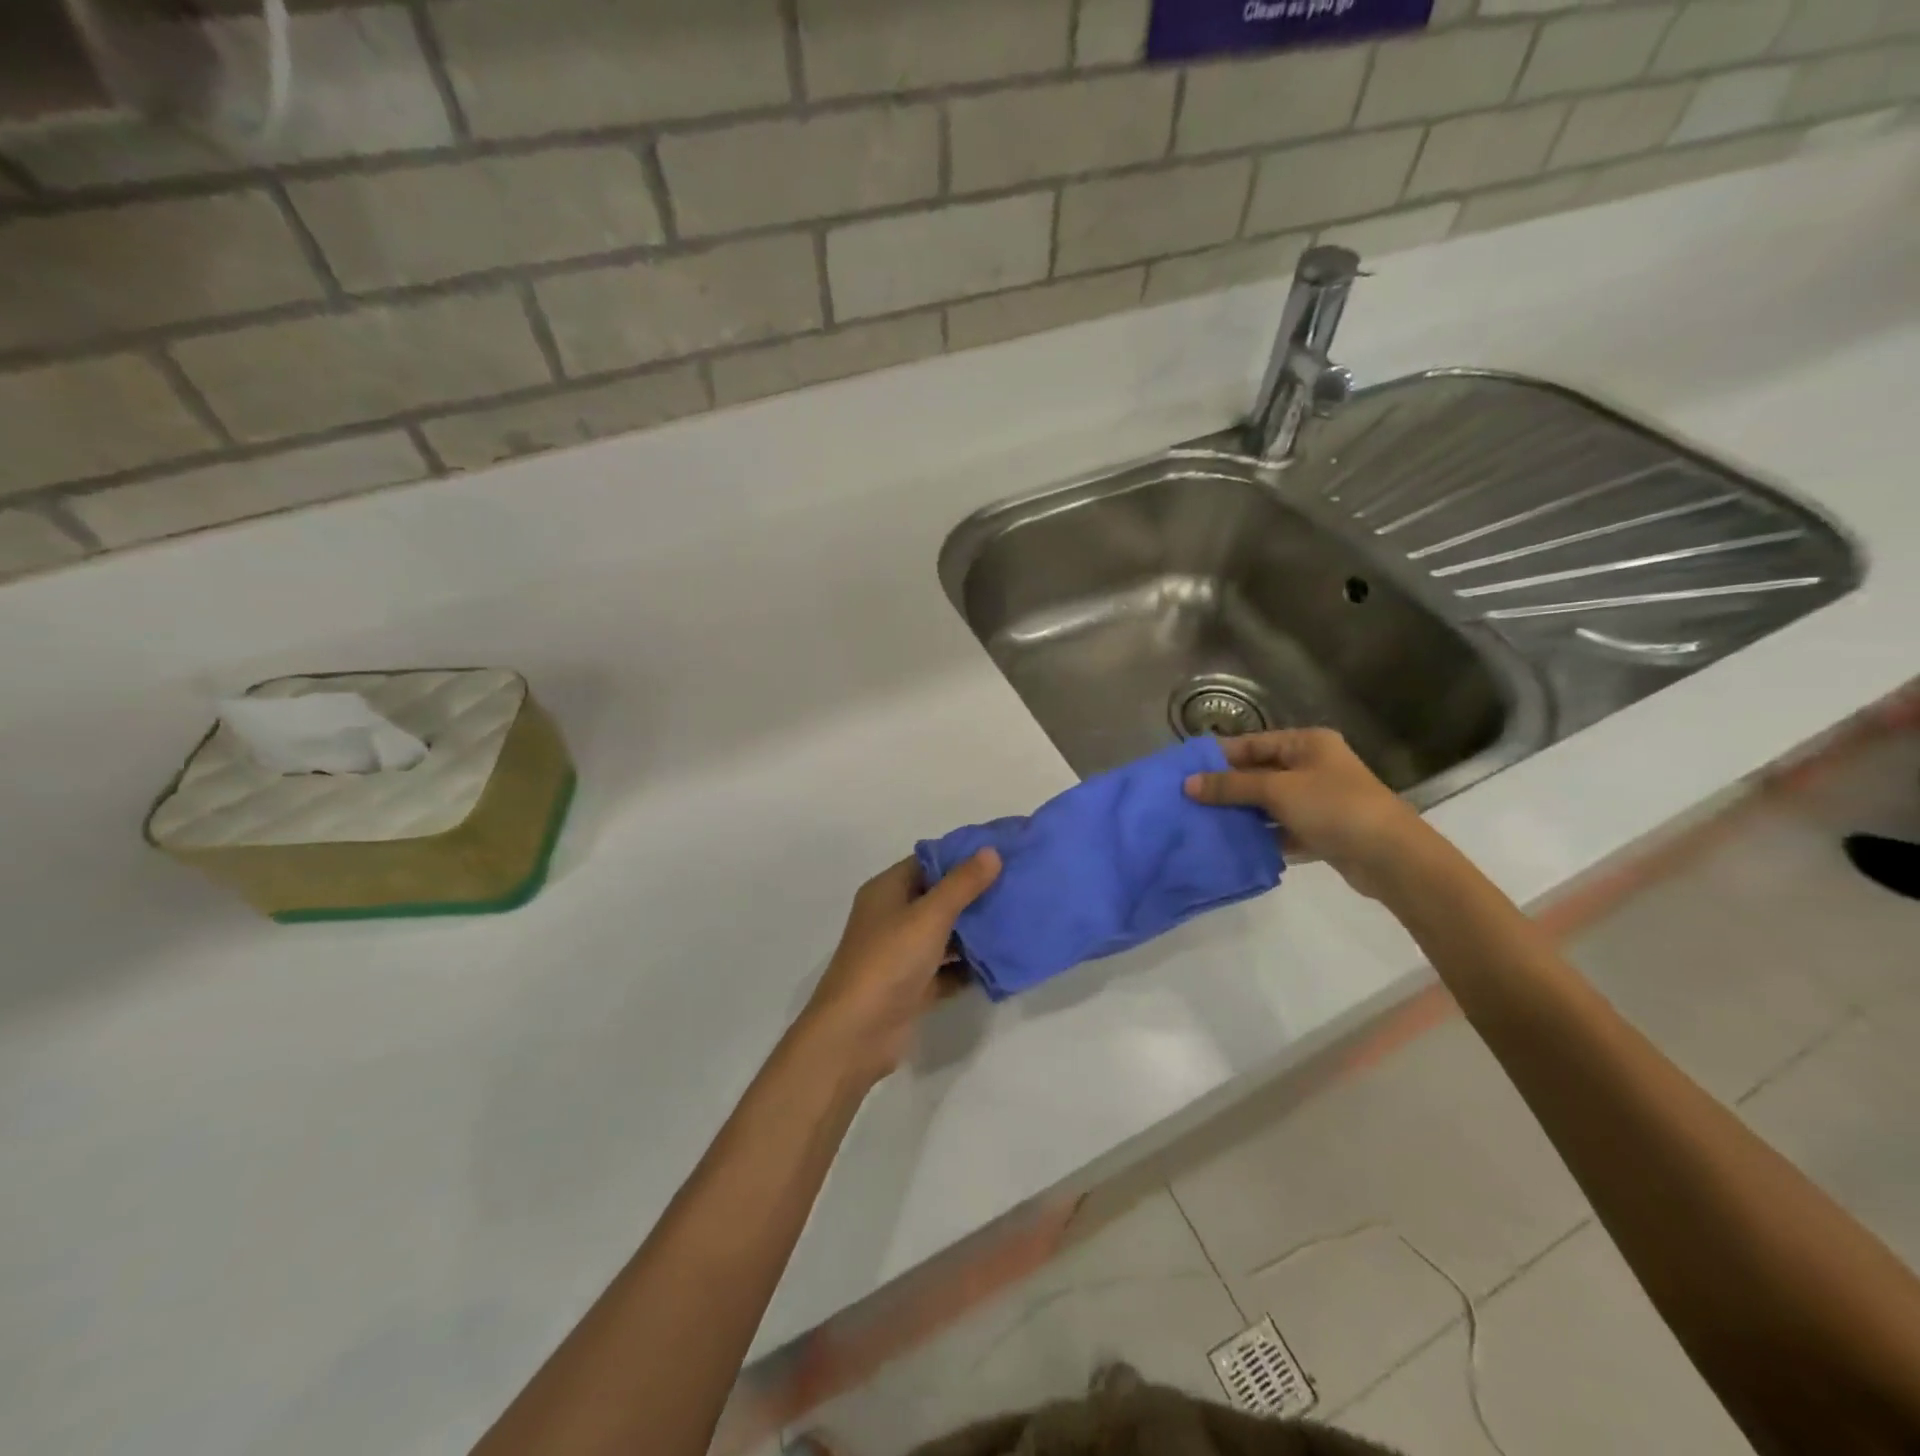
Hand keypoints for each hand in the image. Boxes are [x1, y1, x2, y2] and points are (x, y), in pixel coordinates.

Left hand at [800, 850, 1001, 1083]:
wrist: (856, 1034)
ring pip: (945, 934)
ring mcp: (902, 954)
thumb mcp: (929, 915)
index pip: (928, 861)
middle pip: (938, 897)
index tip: (1002, 853)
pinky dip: (970, 966)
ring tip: (1017, 918)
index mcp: (887, 891)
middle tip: (1017, 885)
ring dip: (975, 930)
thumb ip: (962, 884)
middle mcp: (893, 917)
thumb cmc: (889, 961)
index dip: (962, 856)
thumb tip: (991, 851)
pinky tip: (1003, 961)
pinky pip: (948, 969)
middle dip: (975, 893)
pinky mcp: (914, 987)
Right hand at [1183, 729, 1434, 899]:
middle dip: (1226, 787)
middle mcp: (1313, 766)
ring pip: (1267, 802)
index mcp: (1307, 744)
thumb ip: (1231, 786)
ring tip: (1201, 822)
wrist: (1391, 857)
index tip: (1185, 771)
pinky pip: (1280, 828)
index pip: (1252, 743)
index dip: (1219, 756)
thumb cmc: (1334, 807)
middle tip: (1187, 800)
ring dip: (1240, 812)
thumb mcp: (1277, 790)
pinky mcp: (1320, 830)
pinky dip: (1259, 834)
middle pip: (1258, 773)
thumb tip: (1187, 784)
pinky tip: (1231, 844)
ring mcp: (1318, 800)